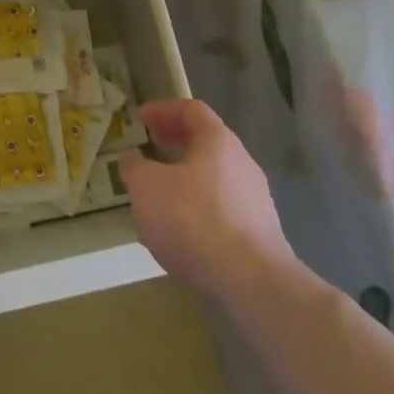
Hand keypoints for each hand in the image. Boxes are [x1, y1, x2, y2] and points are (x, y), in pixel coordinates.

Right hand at [120, 100, 295, 309]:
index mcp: (218, 140)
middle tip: (151, 146)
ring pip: (215, 175)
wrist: (252, 284)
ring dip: (187, 175)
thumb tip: (132, 157)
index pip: (190, 109)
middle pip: (206, 141)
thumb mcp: (147, 187)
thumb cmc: (194, 220)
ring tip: (162, 191)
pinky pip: (224, 207)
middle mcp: (242, 162)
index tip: (139, 119)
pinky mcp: (261, 233)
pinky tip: (184, 228)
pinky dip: (201, 206)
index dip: (162, 109)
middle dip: (175, 141)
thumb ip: (135, 167)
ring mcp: (256, 199)